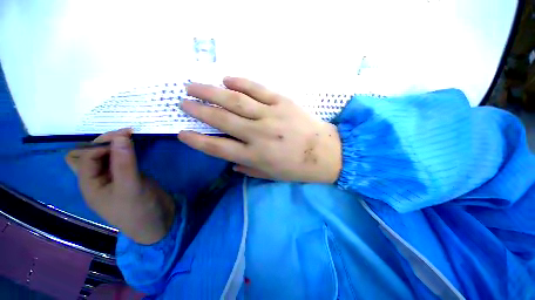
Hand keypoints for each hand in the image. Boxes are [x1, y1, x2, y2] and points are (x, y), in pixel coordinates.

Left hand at [66, 129, 174, 244]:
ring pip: (104, 156)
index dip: (103, 145)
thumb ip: (125, 162)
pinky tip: (134, 147)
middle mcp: (97, 179)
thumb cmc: (139, 210)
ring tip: (129, 137)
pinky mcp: (127, 177)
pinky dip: (124, 151)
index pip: (86, 156)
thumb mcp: (131, 187)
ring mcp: (113, 178)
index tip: (126, 137)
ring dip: (113, 145)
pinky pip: (119, 160)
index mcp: (89, 184)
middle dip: (103, 142)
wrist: (157, 222)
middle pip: (88, 154)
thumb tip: (121, 136)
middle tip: (125, 135)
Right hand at [178, 77, 341, 182]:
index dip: (196, 140)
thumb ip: (248, 170)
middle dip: (198, 110)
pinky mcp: (283, 102)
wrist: (326, 153)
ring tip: (193, 85)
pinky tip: (226, 78)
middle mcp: (258, 134)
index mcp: (255, 156)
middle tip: (182, 101)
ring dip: (211, 91)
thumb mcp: (271, 175)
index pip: (217, 148)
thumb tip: (231, 164)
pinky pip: (257, 89)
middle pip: (221, 119)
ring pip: (235, 100)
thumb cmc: (298, 168)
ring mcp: (271, 115)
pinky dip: (240, 82)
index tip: (181, 132)